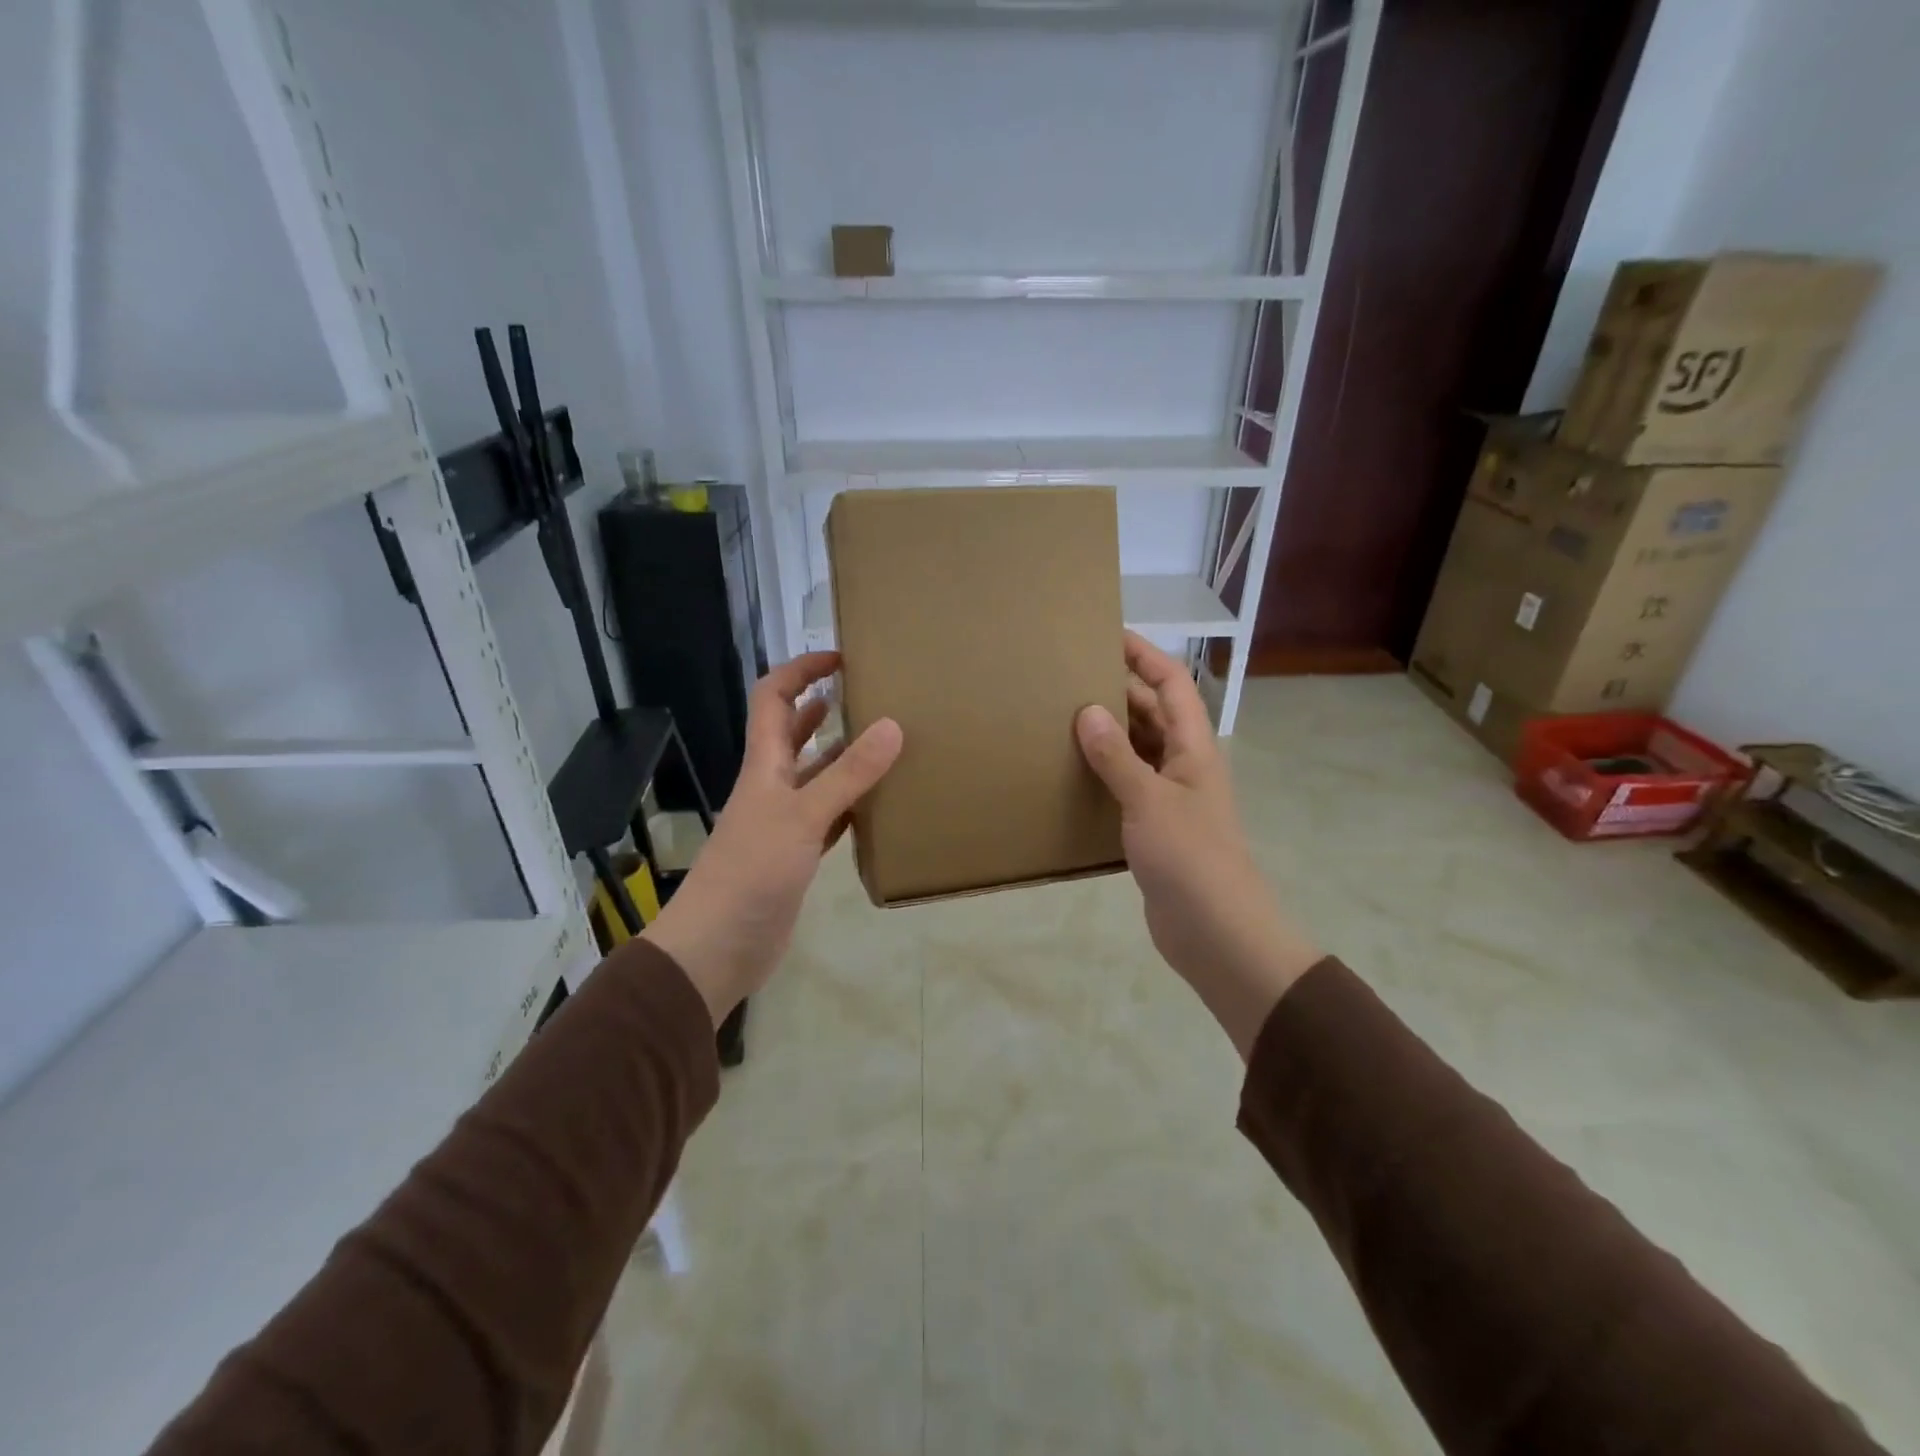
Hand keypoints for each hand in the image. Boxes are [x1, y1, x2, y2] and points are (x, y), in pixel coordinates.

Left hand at [640, 652, 902, 1024]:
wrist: (718, 948)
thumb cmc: (751, 873)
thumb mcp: (802, 816)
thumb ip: (847, 775)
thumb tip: (892, 724)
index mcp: (764, 765)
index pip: (774, 699)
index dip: (801, 670)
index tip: (841, 657)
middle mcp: (773, 786)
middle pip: (796, 733)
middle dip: (826, 707)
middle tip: (874, 695)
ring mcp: (785, 822)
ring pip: (818, 776)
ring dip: (846, 757)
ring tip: (890, 742)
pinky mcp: (799, 855)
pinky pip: (831, 817)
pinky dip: (853, 804)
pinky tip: (882, 802)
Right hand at [1075, 633, 1320, 1057]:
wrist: (1217, 932)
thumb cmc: (1190, 858)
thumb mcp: (1150, 800)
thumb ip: (1117, 756)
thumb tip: (1088, 709)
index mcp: (1193, 748)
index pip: (1172, 684)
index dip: (1145, 655)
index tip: (1106, 634)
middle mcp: (1184, 765)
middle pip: (1152, 713)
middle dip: (1118, 689)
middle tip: (1068, 675)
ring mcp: (1169, 798)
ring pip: (1137, 750)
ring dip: (1107, 732)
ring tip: (1060, 716)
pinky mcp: (1153, 828)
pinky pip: (1125, 786)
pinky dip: (1102, 773)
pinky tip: (1069, 773)